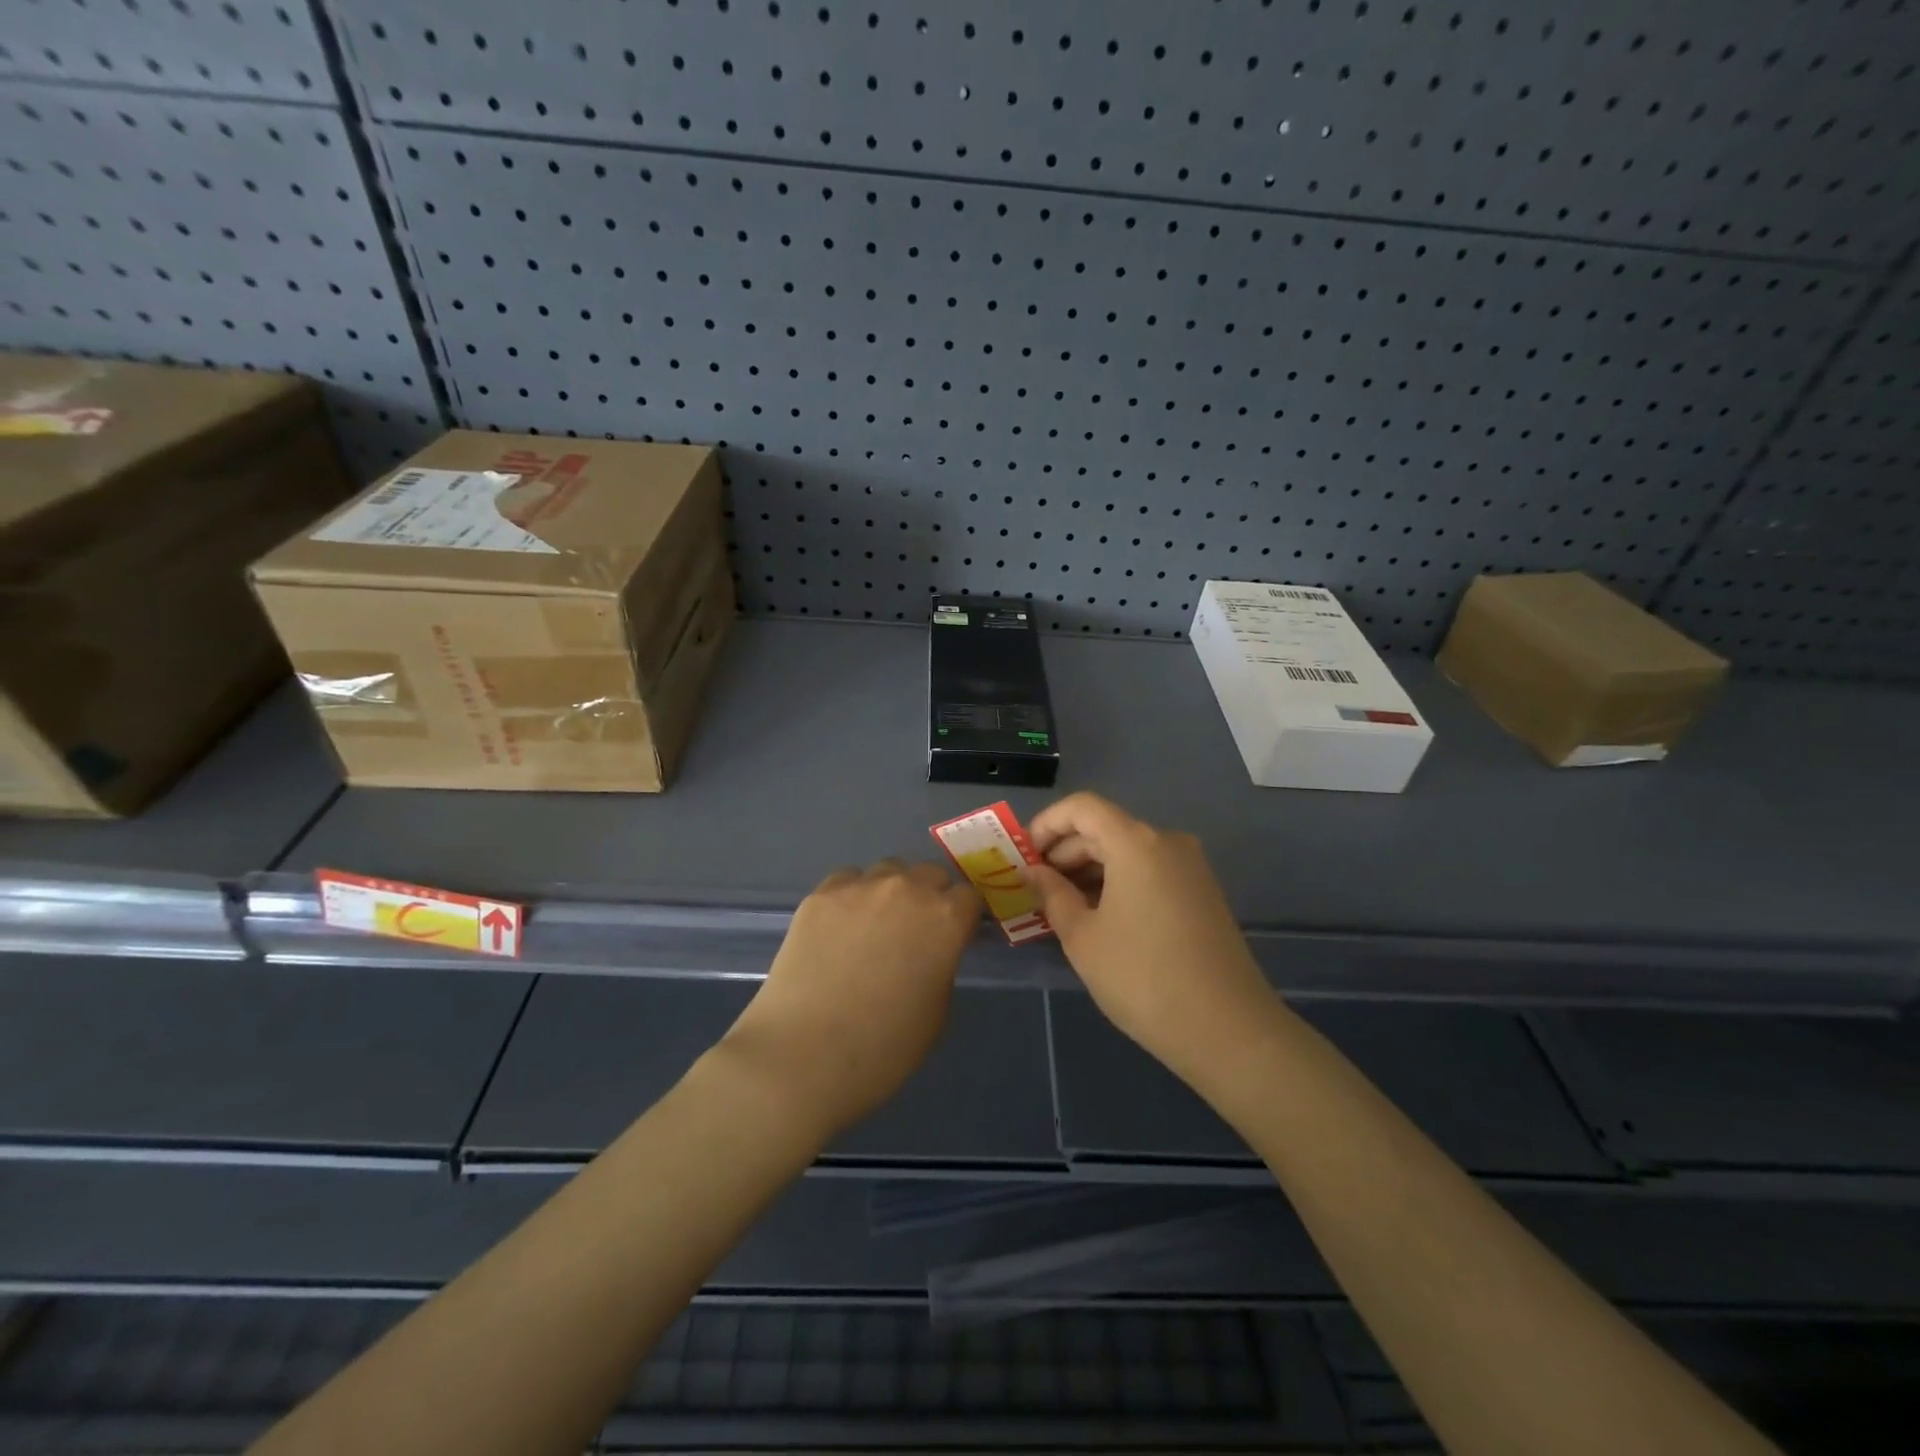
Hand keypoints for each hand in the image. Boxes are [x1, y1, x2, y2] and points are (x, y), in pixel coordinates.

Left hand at [719, 860, 981, 1138]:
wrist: (803, 1055)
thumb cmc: (883, 1048)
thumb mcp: (937, 1013)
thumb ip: (942, 966)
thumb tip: (931, 951)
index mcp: (945, 919)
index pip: (969, 897)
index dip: (963, 918)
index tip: (955, 937)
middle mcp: (906, 889)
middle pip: (929, 874)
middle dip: (930, 898)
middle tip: (915, 933)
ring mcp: (859, 887)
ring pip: (887, 872)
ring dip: (891, 892)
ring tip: (874, 927)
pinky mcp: (820, 895)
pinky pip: (847, 881)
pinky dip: (852, 897)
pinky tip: (839, 929)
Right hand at [1026, 793, 1276, 1086]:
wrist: (1228, 1030)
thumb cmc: (1142, 978)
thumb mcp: (1083, 937)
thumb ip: (1052, 894)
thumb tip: (1032, 872)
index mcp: (1136, 842)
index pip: (1081, 807)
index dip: (1046, 824)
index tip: (1023, 856)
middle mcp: (1167, 842)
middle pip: (1104, 828)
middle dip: (1064, 852)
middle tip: (1035, 889)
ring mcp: (1190, 867)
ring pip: (1127, 851)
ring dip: (1090, 870)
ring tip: (1062, 907)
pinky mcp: (1202, 892)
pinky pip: (1149, 870)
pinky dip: (1118, 882)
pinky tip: (1100, 917)